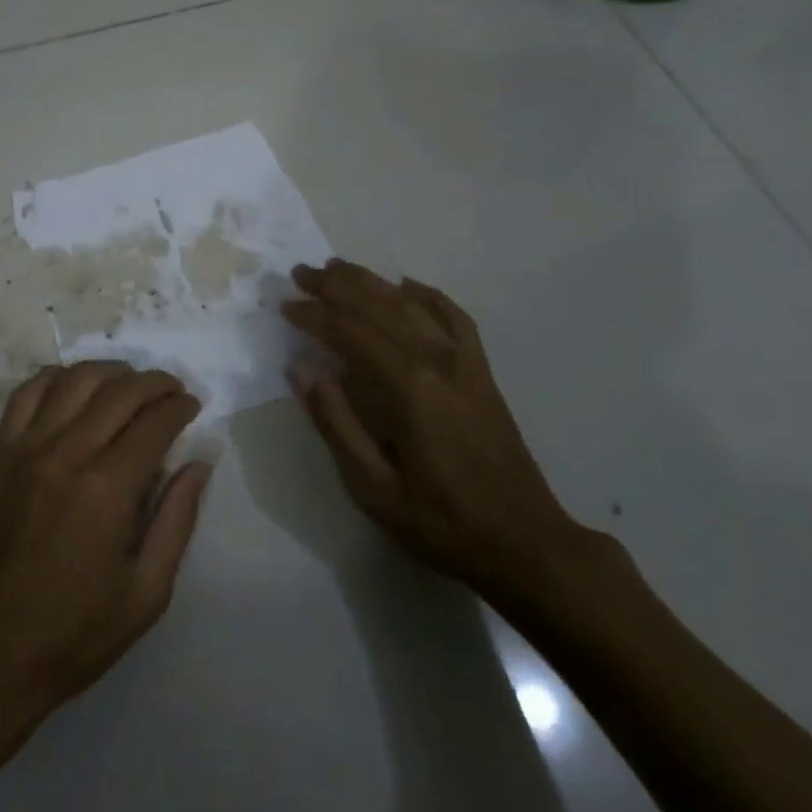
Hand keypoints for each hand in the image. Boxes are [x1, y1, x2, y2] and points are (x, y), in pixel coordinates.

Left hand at [0, 362, 213, 737]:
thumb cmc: (77, 632)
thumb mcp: (147, 592)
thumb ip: (177, 519)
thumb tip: (199, 462)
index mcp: (108, 490)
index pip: (154, 423)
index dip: (180, 408)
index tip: (193, 407)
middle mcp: (67, 454)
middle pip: (119, 391)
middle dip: (154, 383)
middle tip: (172, 392)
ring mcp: (27, 448)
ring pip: (74, 380)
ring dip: (110, 372)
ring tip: (130, 384)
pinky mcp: (0, 453)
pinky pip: (27, 393)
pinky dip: (55, 378)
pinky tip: (74, 387)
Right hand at [281, 260, 590, 609]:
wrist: (526, 543)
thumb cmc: (441, 521)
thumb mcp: (372, 486)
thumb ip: (335, 422)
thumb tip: (301, 368)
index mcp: (407, 386)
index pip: (349, 332)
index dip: (314, 315)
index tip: (284, 305)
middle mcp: (436, 360)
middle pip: (378, 305)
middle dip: (335, 286)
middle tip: (300, 272)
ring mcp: (464, 361)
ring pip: (411, 303)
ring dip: (371, 282)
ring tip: (338, 268)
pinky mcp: (481, 371)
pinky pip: (454, 317)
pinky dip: (428, 296)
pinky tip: (406, 285)